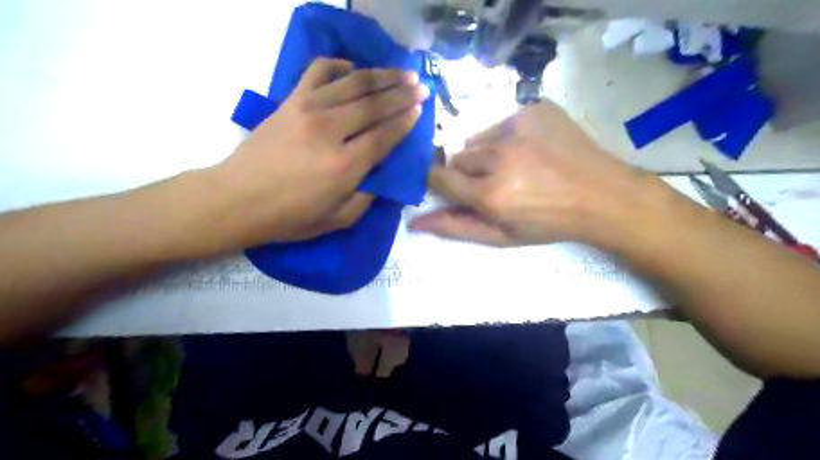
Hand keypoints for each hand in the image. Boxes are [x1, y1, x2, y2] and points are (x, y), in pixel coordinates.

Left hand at [210, 60, 430, 249]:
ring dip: (382, 76)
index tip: (420, 109)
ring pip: (353, 83)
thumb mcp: (337, 220)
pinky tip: (353, 69)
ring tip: (402, 73)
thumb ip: (367, 197)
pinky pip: (319, 71)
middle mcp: (330, 132)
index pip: (384, 135)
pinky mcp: (290, 101)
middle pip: (374, 104)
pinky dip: (339, 65)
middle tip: (421, 87)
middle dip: (402, 94)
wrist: (236, 199)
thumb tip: (384, 174)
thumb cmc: (289, 217)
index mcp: (344, 166)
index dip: (405, 120)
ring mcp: (308, 110)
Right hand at [410, 100, 653, 247]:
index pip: (439, 177)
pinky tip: (530, 149)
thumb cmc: (549, 223)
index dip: (439, 181)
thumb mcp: (502, 236)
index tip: (448, 186)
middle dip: (467, 172)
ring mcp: (518, 126)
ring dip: (485, 152)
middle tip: (494, 183)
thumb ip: (456, 227)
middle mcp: (500, 156)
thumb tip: (415, 221)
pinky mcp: (533, 108)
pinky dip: (506, 136)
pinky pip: (501, 122)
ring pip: (477, 138)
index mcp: (491, 194)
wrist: (602, 195)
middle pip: (458, 157)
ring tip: (515, 166)